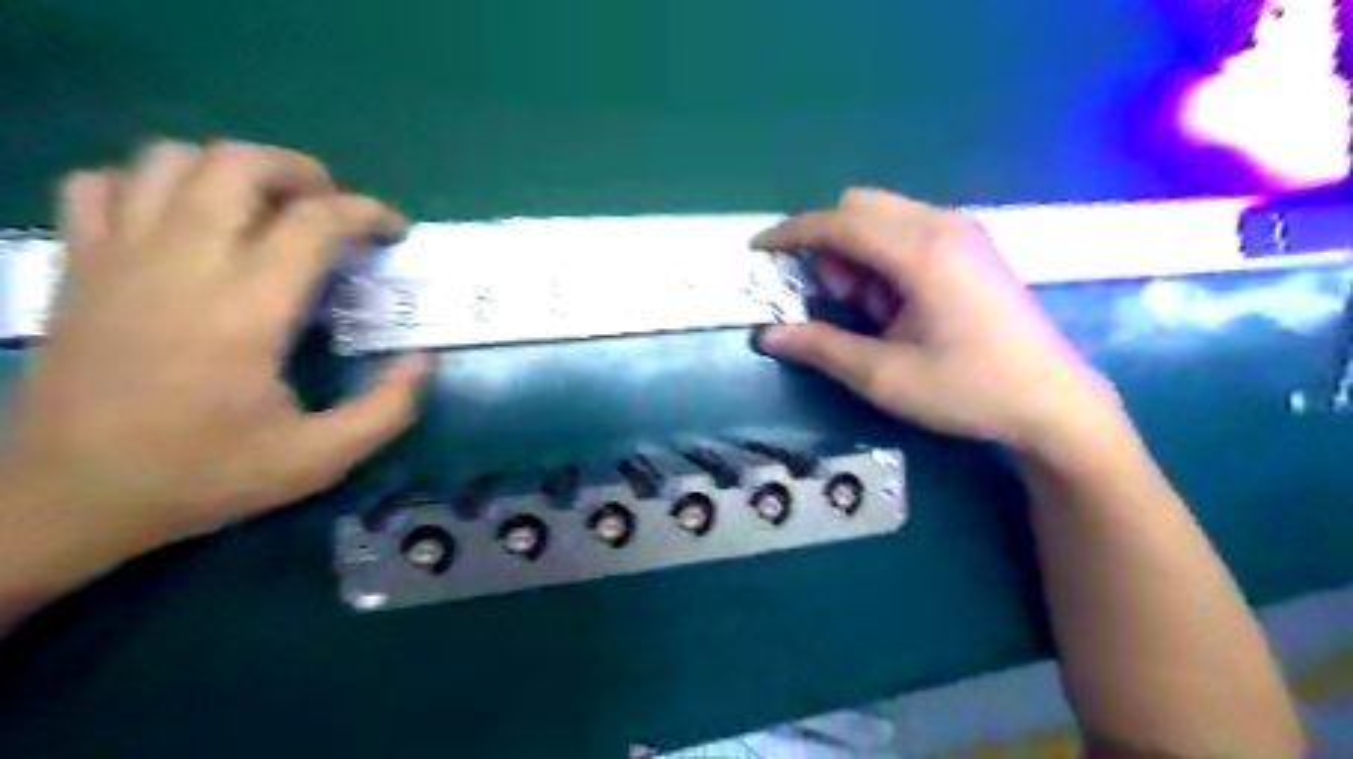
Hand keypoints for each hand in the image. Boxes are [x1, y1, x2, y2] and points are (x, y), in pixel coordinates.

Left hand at [1, 140, 428, 561]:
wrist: (66, 497)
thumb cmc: (203, 474)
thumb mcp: (319, 459)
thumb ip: (387, 409)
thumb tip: (423, 361)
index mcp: (247, 309)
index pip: (314, 222)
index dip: (366, 212)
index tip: (394, 229)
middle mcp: (183, 264)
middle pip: (239, 165)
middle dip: (302, 171)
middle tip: (335, 206)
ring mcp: (119, 257)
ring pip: (171, 160)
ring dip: (233, 169)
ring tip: (268, 205)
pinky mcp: (78, 266)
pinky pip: (104, 184)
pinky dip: (151, 182)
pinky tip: (184, 218)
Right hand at [759, 186, 1120, 455]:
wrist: (1053, 404)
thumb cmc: (968, 390)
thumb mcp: (884, 376)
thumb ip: (821, 348)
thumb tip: (766, 336)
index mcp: (922, 251)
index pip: (840, 222)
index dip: (792, 233)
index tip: (758, 250)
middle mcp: (943, 225)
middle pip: (860, 207)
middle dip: (829, 245)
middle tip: (830, 301)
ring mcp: (963, 233)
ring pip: (884, 218)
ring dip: (857, 254)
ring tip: (868, 311)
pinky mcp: (972, 248)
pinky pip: (908, 232)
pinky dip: (883, 258)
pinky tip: (895, 304)